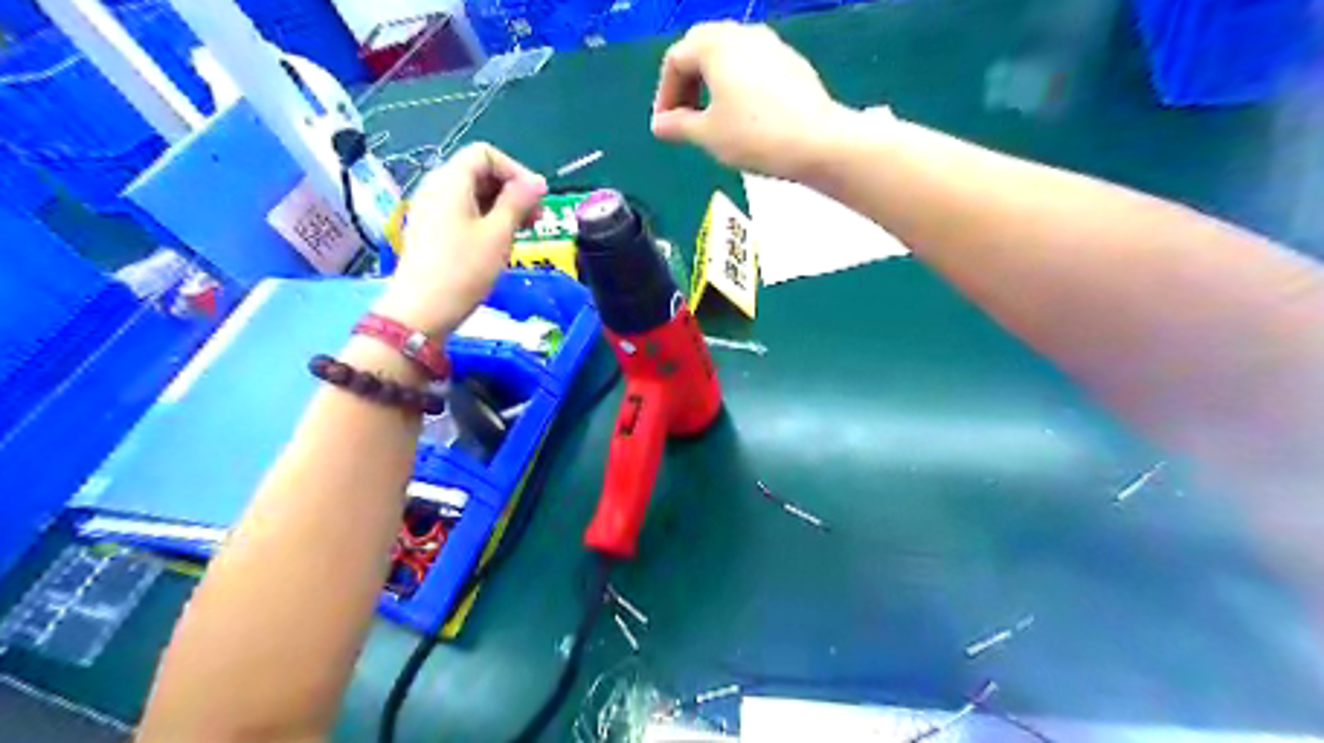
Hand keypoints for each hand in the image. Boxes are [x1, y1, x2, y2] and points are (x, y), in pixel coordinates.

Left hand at [378, 139, 548, 336]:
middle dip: (511, 190)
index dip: (516, 171)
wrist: (421, 311)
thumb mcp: (498, 235)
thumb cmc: (463, 270)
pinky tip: (498, 244)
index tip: (537, 199)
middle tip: (536, 219)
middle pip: (478, 172)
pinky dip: (485, 219)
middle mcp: (436, 188)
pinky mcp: (430, 231)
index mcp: (450, 181)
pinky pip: (461, 213)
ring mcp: (430, 210)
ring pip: (471, 195)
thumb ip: (518, 202)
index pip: (485, 154)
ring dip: (501, 207)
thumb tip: (537, 182)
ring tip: (522, 233)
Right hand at [651, 23, 847, 180]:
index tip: (665, 126)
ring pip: (730, 53)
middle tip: (684, 114)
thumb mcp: (708, 135)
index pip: (675, 60)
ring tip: (712, 115)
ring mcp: (771, 44)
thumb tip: (659, 125)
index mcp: (715, 46)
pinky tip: (744, 113)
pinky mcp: (791, 61)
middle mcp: (742, 34)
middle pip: (702, 47)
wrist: (817, 141)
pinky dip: (738, 82)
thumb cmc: (754, 136)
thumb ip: (678, 126)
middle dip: (687, 80)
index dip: (664, 94)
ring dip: (712, 80)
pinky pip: (753, 64)